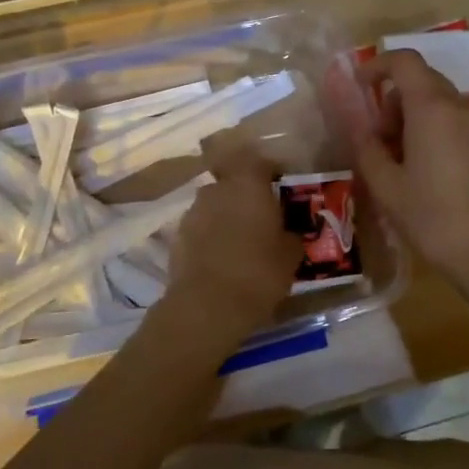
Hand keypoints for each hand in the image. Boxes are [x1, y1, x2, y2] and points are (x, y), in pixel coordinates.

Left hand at [163, 142, 302, 335]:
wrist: (206, 306)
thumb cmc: (258, 273)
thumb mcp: (290, 255)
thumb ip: (291, 235)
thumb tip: (290, 231)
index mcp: (248, 184)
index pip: (260, 162)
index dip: (271, 172)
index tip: (281, 186)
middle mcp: (218, 189)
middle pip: (234, 183)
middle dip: (247, 196)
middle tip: (262, 217)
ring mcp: (193, 212)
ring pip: (215, 205)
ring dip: (227, 216)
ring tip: (241, 241)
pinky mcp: (177, 236)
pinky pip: (200, 228)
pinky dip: (211, 236)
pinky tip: (221, 258)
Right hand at [335, 49, 468, 280]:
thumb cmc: (431, 216)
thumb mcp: (386, 184)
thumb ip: (366, 146)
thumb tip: (355, 123)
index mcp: (431, 107)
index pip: (404, 61)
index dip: (377, 66)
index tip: (358, 88)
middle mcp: (458, 106)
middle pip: (420, 80)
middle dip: (391, 100)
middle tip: (376, 140)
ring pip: (437, 101)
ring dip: (410, 116)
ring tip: (397, 160)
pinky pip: (452, 120)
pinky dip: (431, 128)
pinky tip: (422, 169)